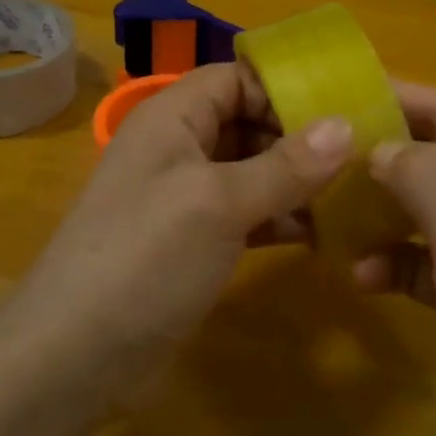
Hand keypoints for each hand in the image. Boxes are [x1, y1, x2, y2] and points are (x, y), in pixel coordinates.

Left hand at [7, 61, 351, 408]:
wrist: (74, 358)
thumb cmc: (145, 258)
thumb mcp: (219, 204)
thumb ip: (285, 166)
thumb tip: (346, 126)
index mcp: (172, 117)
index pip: (235, 77)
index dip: (283, 87)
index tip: (341, 107)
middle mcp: (177, 147)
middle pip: (247, 121)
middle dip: (299, 136)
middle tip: (361, 153)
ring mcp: (184, 197)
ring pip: (251, 170)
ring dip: (296, 180)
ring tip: (353, 192)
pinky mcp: (194, 242)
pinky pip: (246, 213)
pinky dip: (281, 217)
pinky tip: (322, 232)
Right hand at [356, 84, 435, 435]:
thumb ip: (427, 180)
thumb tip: (381, 147)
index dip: (402, 100)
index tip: (343, 92)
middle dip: (385, 161)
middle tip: (324, 159)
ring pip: (428, 213)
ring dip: (384, 216)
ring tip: (333, 220)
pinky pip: (428, 261)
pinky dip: (397, 262)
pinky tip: (364, 277)